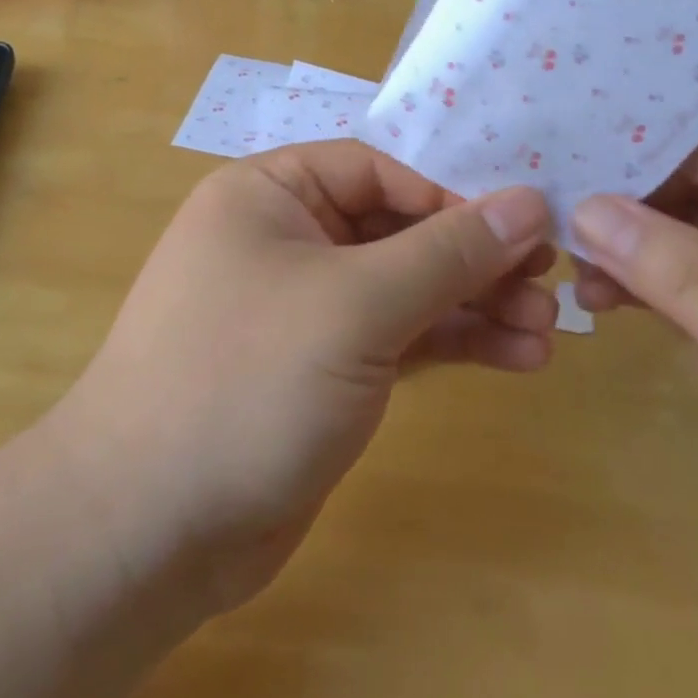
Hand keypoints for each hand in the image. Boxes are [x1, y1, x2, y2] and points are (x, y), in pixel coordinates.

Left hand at [54, 140, 554, 613]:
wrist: (148, 526)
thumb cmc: (247, 377)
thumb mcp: (355, 303)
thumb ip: (445, 252)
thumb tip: (528, 201)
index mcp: (270, 193)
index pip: (376, 170)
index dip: (448, 195)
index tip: (519, 227)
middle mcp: (285, 238)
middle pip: (396, 229)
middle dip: (471, 258)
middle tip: (549, 283)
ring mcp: (304, 307)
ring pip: (402, 288)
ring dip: (472, 306)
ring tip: (546, 332)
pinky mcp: (321, 368)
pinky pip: (395, 337)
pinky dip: (449, 344)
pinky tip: (515, 358)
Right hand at [568, 112, 697, 667]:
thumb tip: (588, 209)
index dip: (679, 145)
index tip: (596, 160)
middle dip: (640, 194)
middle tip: (559, 200)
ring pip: (690, 237)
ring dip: (630, 243)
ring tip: (567, 254)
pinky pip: (684, 292)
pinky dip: (638, 288)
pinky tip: (594, 297)